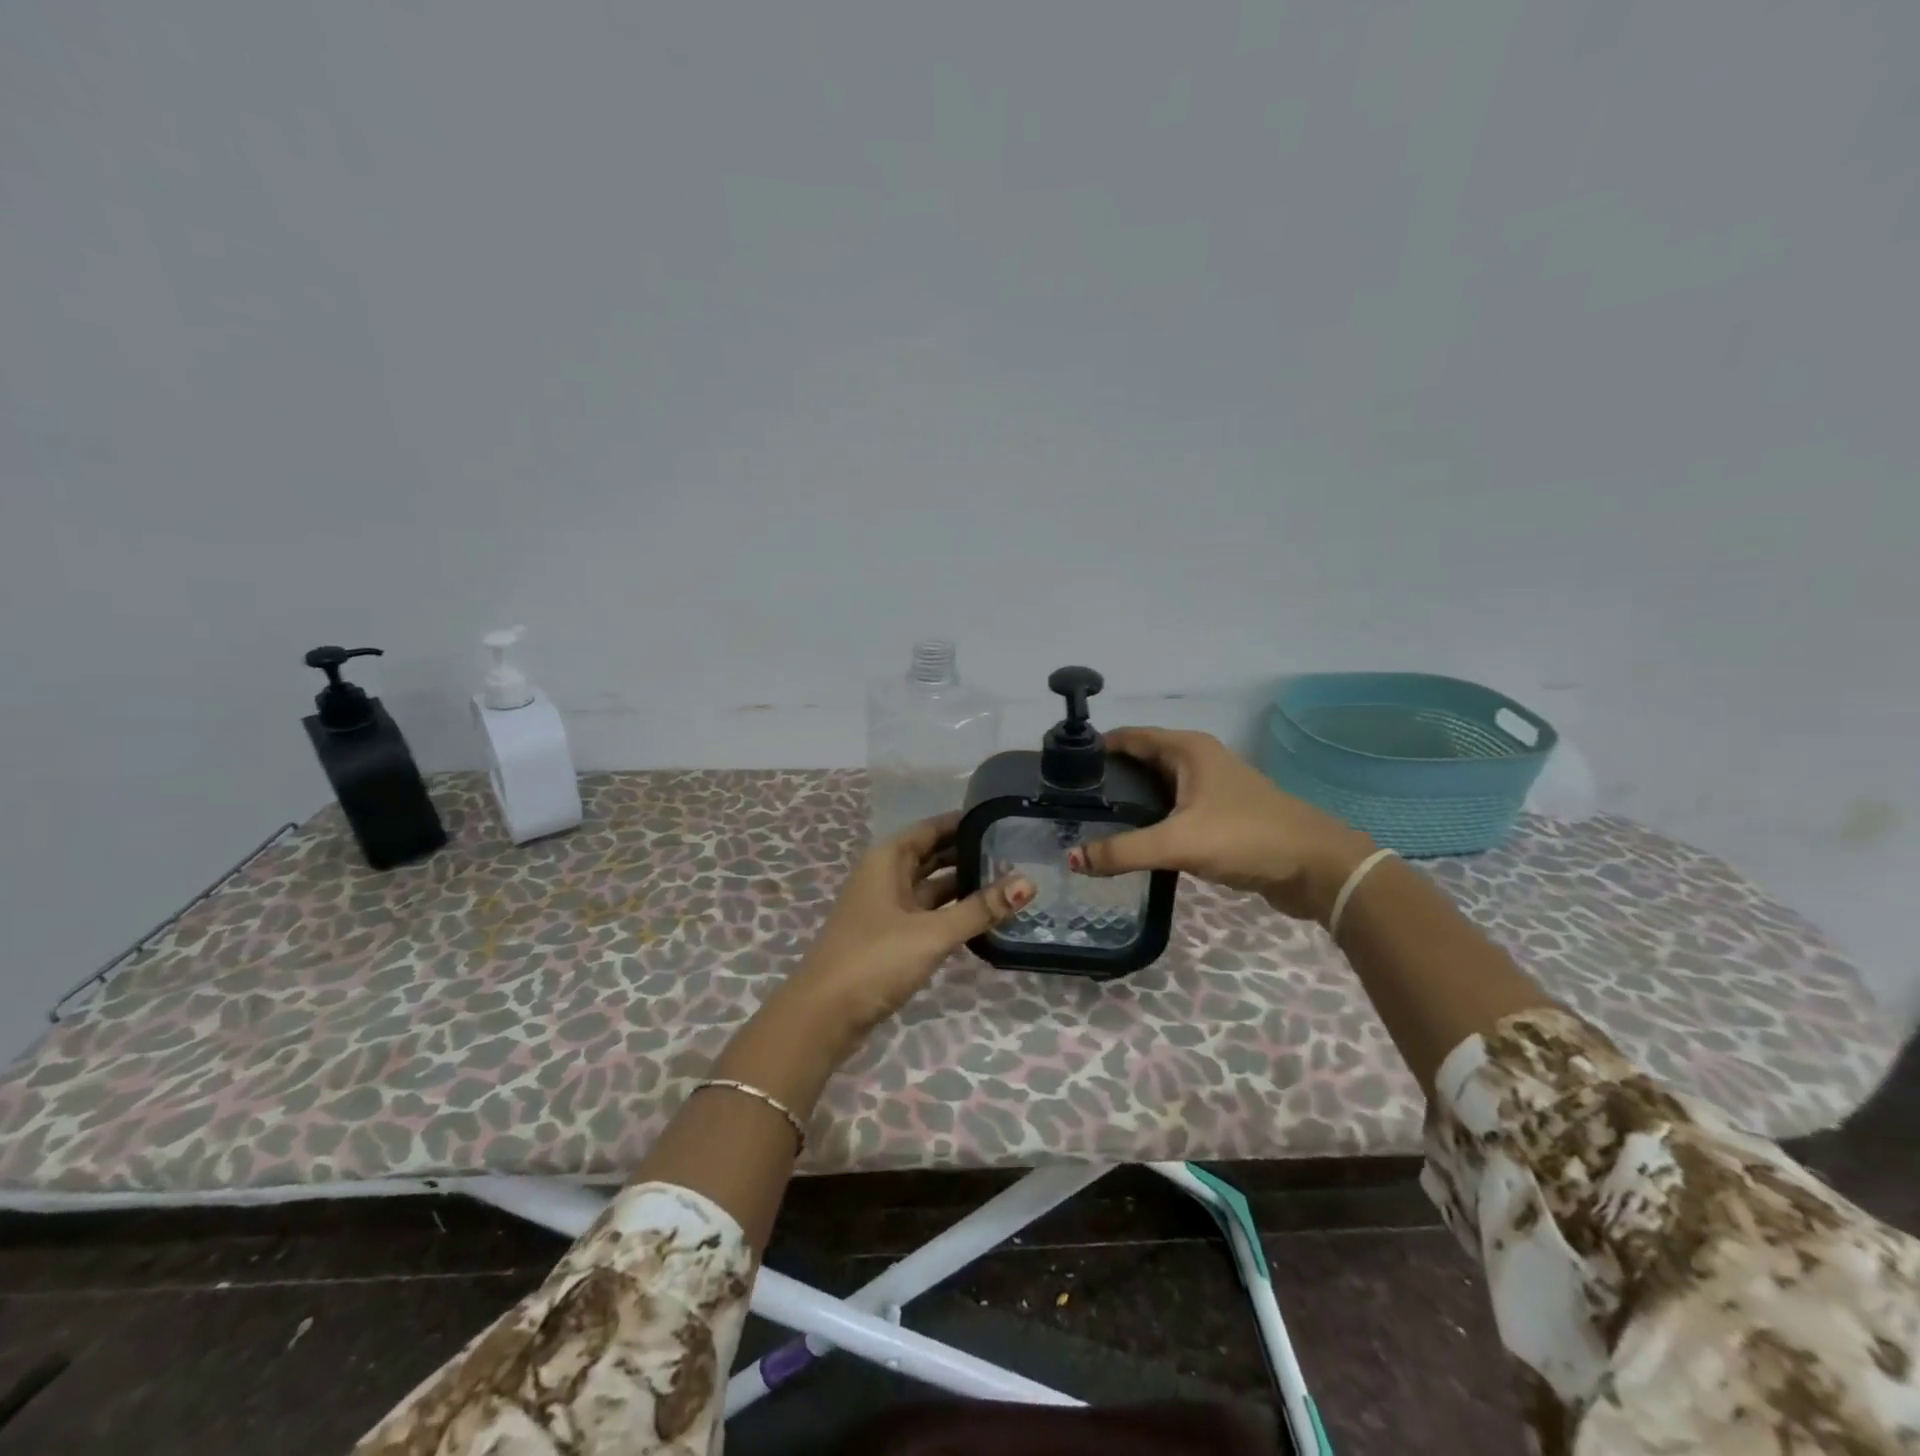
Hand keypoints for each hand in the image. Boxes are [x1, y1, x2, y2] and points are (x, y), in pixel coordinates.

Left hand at [780, 813, 1031, 1054]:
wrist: (824, 1015)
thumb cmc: (875, 960)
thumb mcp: (932, 932)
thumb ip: (980, 909)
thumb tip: (1028, 883)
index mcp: (888, 859)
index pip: (932, 828)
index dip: (964, 822)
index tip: (1003, 818)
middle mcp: (886, 876)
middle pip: (932, 855)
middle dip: (968, 853)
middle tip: (1016, 851)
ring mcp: (886, 908)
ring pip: (931, 886)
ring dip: (963, 884)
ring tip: (1008, 881)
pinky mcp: (890, 937)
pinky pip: (927, 912)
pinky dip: (952, 911)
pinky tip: (982, 916)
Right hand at [1070, 727, 1374, 923]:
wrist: (1318, 868)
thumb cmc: (1247, 837)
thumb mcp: (1179, 842)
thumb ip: (1123, 851)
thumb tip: (1072, 859)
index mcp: (1187, 749)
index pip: (1127, 737)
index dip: (1093, 749)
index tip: (1058, 770)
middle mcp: (1197, 760)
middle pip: (1139, 761)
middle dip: (1106, 778)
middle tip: (1068, 803)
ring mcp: (1210, 788)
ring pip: (1156, 788)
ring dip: (1127, 802)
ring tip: (1089, 823)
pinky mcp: (1218, 815)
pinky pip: (1171, 810)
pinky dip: (1149, 820)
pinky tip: (1129, 841)